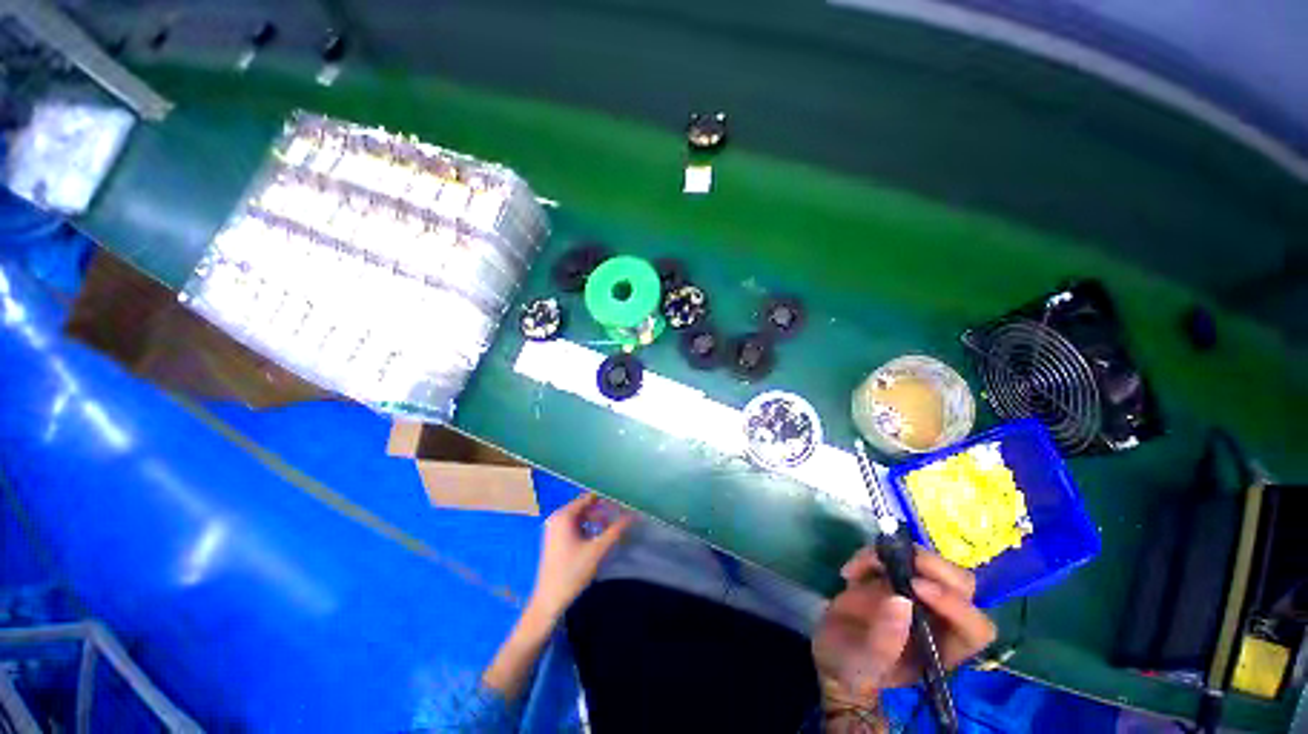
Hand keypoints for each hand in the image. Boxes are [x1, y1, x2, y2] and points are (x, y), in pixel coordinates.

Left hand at [527, 493, 634, 620]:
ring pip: (580, 516)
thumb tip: (633, 515)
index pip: (589, 498)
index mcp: (564, 515)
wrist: (549, 600)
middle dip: (602, 511)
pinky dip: (587, 527)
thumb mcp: (597, 550)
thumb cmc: (572, 573)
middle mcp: (557, 517)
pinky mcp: (555, 538)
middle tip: (620, 517)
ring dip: (596, 520)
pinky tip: (598, 537)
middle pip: (585, 506)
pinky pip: (574, 525)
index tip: (622, 505)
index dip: (606, 500)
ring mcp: (554, 527)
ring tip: (612, 528)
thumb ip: (616, 530)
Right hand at [812, 547, 995, 708]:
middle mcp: (943, 618)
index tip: (916, 586)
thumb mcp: (866, 663)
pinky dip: (873, 554)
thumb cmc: (857, 667)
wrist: (835, 650)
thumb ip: (884, 640)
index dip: (954, 604)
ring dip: (894, 555)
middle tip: (892, 559)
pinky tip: (850, 573)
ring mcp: (921, 593)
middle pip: (962, 585)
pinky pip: (897, 552)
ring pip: (931, 562)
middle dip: (931, 566)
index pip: (974, 627)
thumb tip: (900, 600)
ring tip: (857, 570)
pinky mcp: (898, 574)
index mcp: (947, 649)